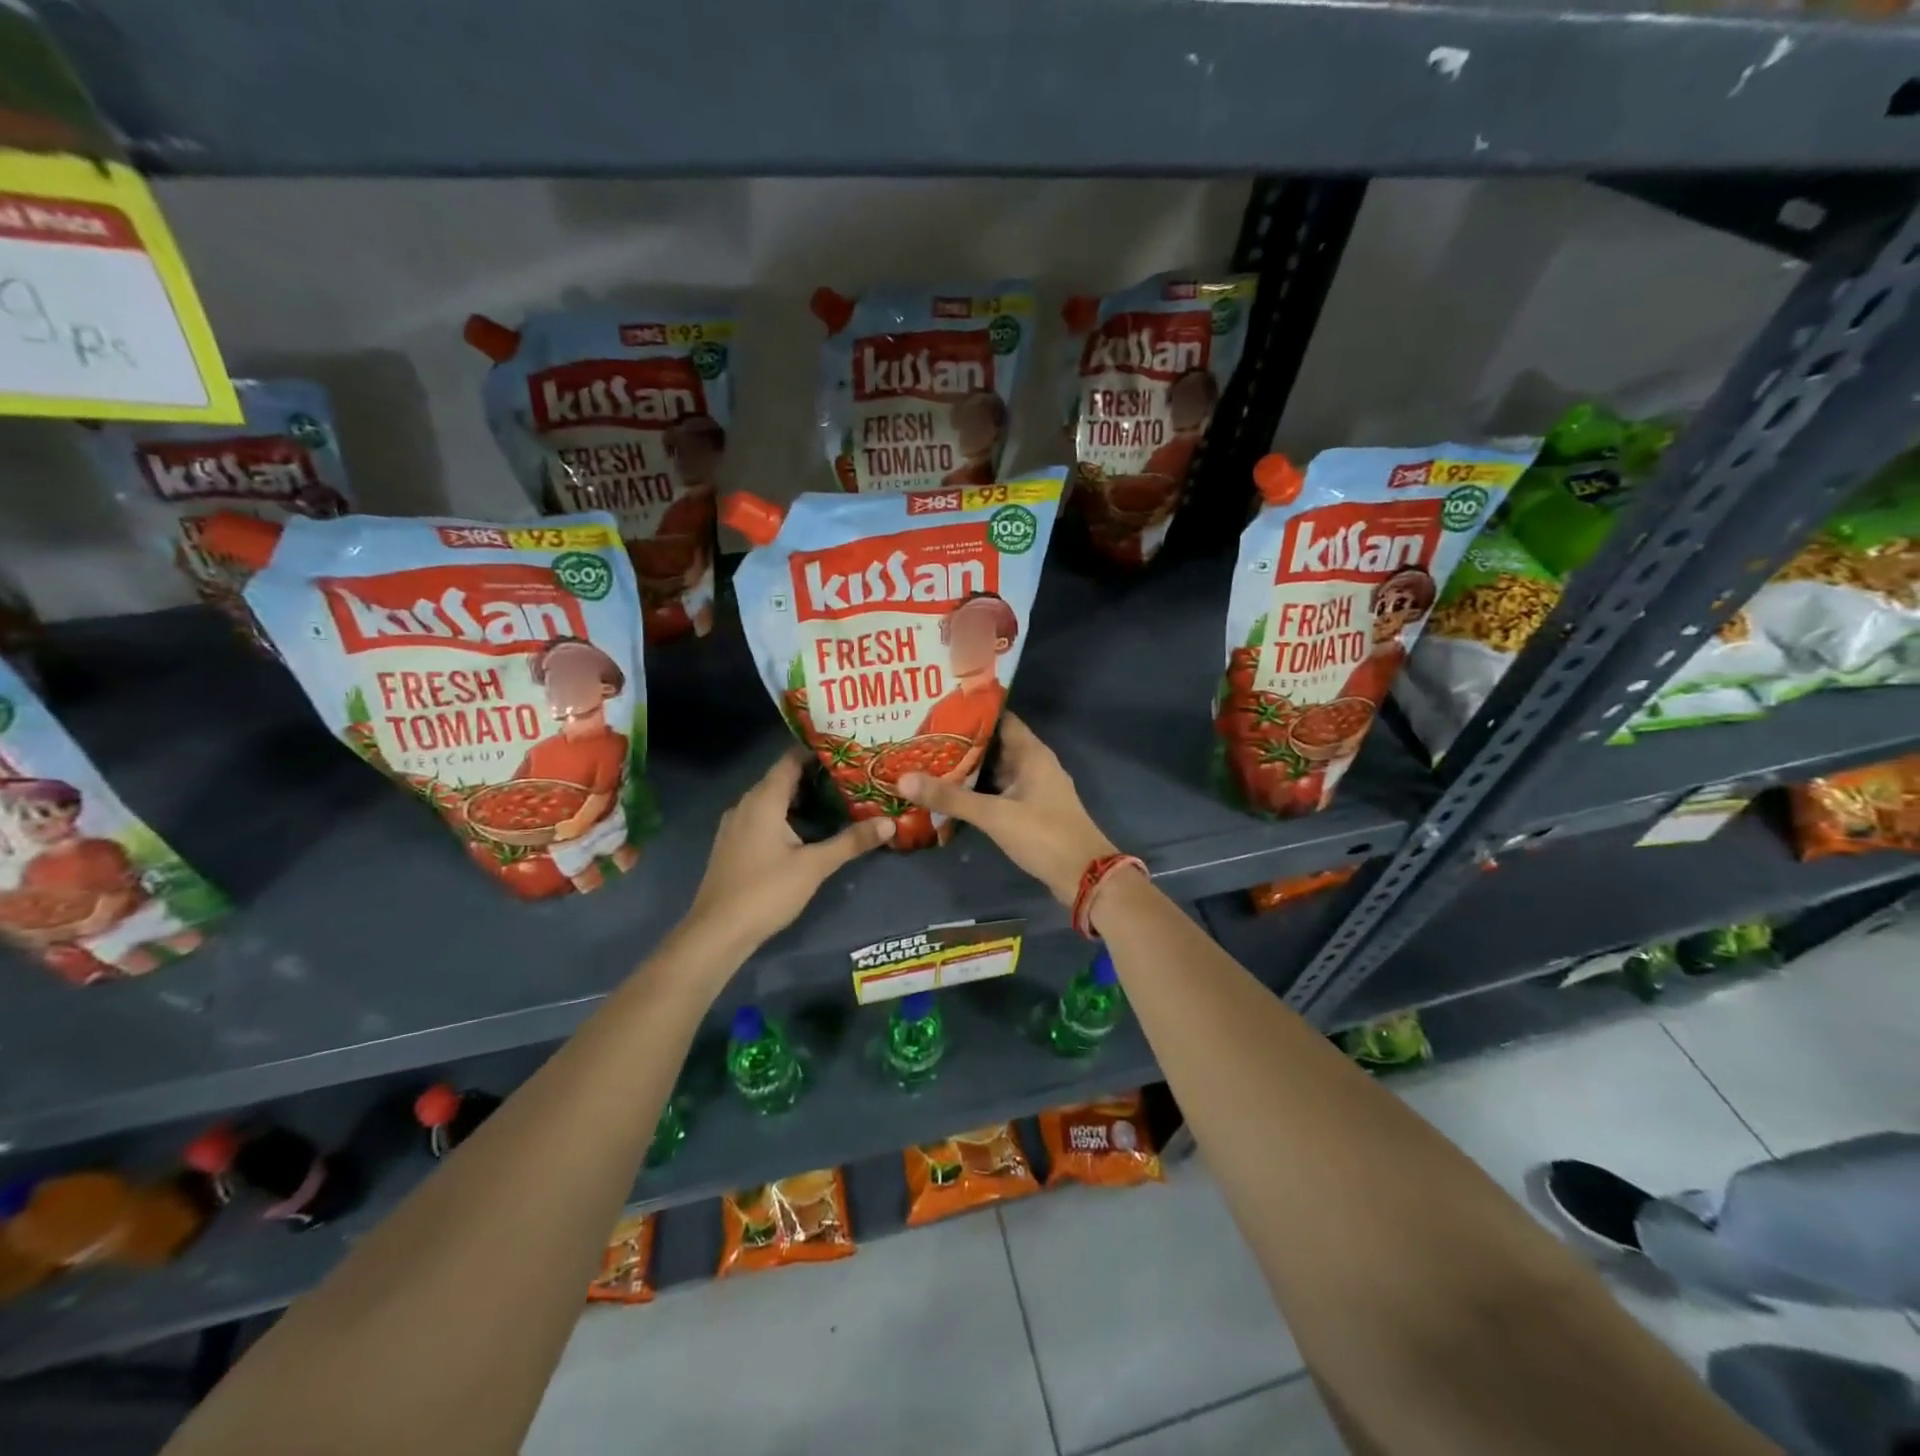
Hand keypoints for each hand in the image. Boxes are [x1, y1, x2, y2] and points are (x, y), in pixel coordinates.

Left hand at [685, 748, 893, 953]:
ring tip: (836, 800)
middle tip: (851, 776)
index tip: (848, 750)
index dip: (818, 751)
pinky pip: (762, 817)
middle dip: (815, 776)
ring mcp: (736, 824)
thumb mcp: (815, 866)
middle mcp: (746, 804)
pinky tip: (807, 829)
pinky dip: (786, 815)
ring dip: (801, 798)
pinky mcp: (733, 844)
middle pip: (783, 778)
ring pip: (772, 799)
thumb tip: (890, 822)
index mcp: (764, 799)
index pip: (791, 759)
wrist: (717, 932)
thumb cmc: (766, 891)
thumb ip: (851, 841)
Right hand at [898, 712, 1117, 905]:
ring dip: (967, 768)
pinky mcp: (1029, 811)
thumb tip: (903, 778)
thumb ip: (950, 798)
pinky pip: (998, 791)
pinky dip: (977, 790)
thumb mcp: (994, 815)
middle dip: (961, 741)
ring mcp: (1032, 788)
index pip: (999, 718)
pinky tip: (950, 794)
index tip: (937, 707)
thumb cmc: (1044, 835)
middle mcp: (1033, 764)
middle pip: (993, 744)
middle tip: (921, 736)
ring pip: (994, 770)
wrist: (1085, 876)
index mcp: (1031, 753)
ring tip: (927, 760)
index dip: (971, 711)